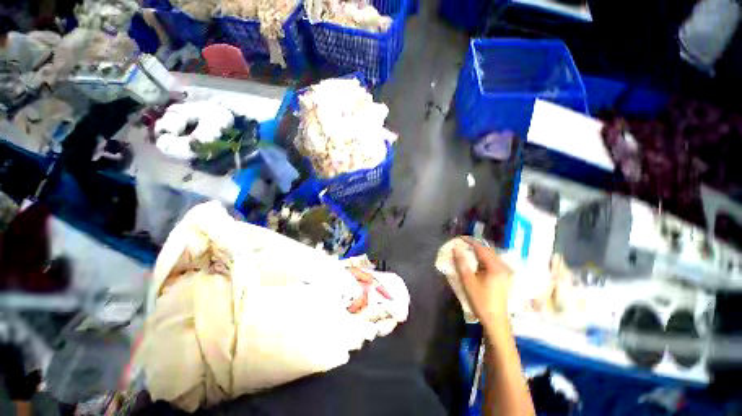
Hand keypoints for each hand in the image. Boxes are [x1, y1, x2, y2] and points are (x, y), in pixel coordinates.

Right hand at [453, 237, 512, 326]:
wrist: (495, 321)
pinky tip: (476, 262)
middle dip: (475, 245)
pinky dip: (483, 259)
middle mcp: (502, 267)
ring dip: (479, 252)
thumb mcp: (468, 281)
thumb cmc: (481, 301)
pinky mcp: (503, 279)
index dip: (470, 241)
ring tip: (467, 250)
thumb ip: (461, 263)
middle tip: (462, 243)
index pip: (481, 248)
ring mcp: (504, 273)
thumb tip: (456, 249)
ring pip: (491, 257)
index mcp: (495, 267)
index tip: (459, 238)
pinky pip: (492, 263)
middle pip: (488, 251)